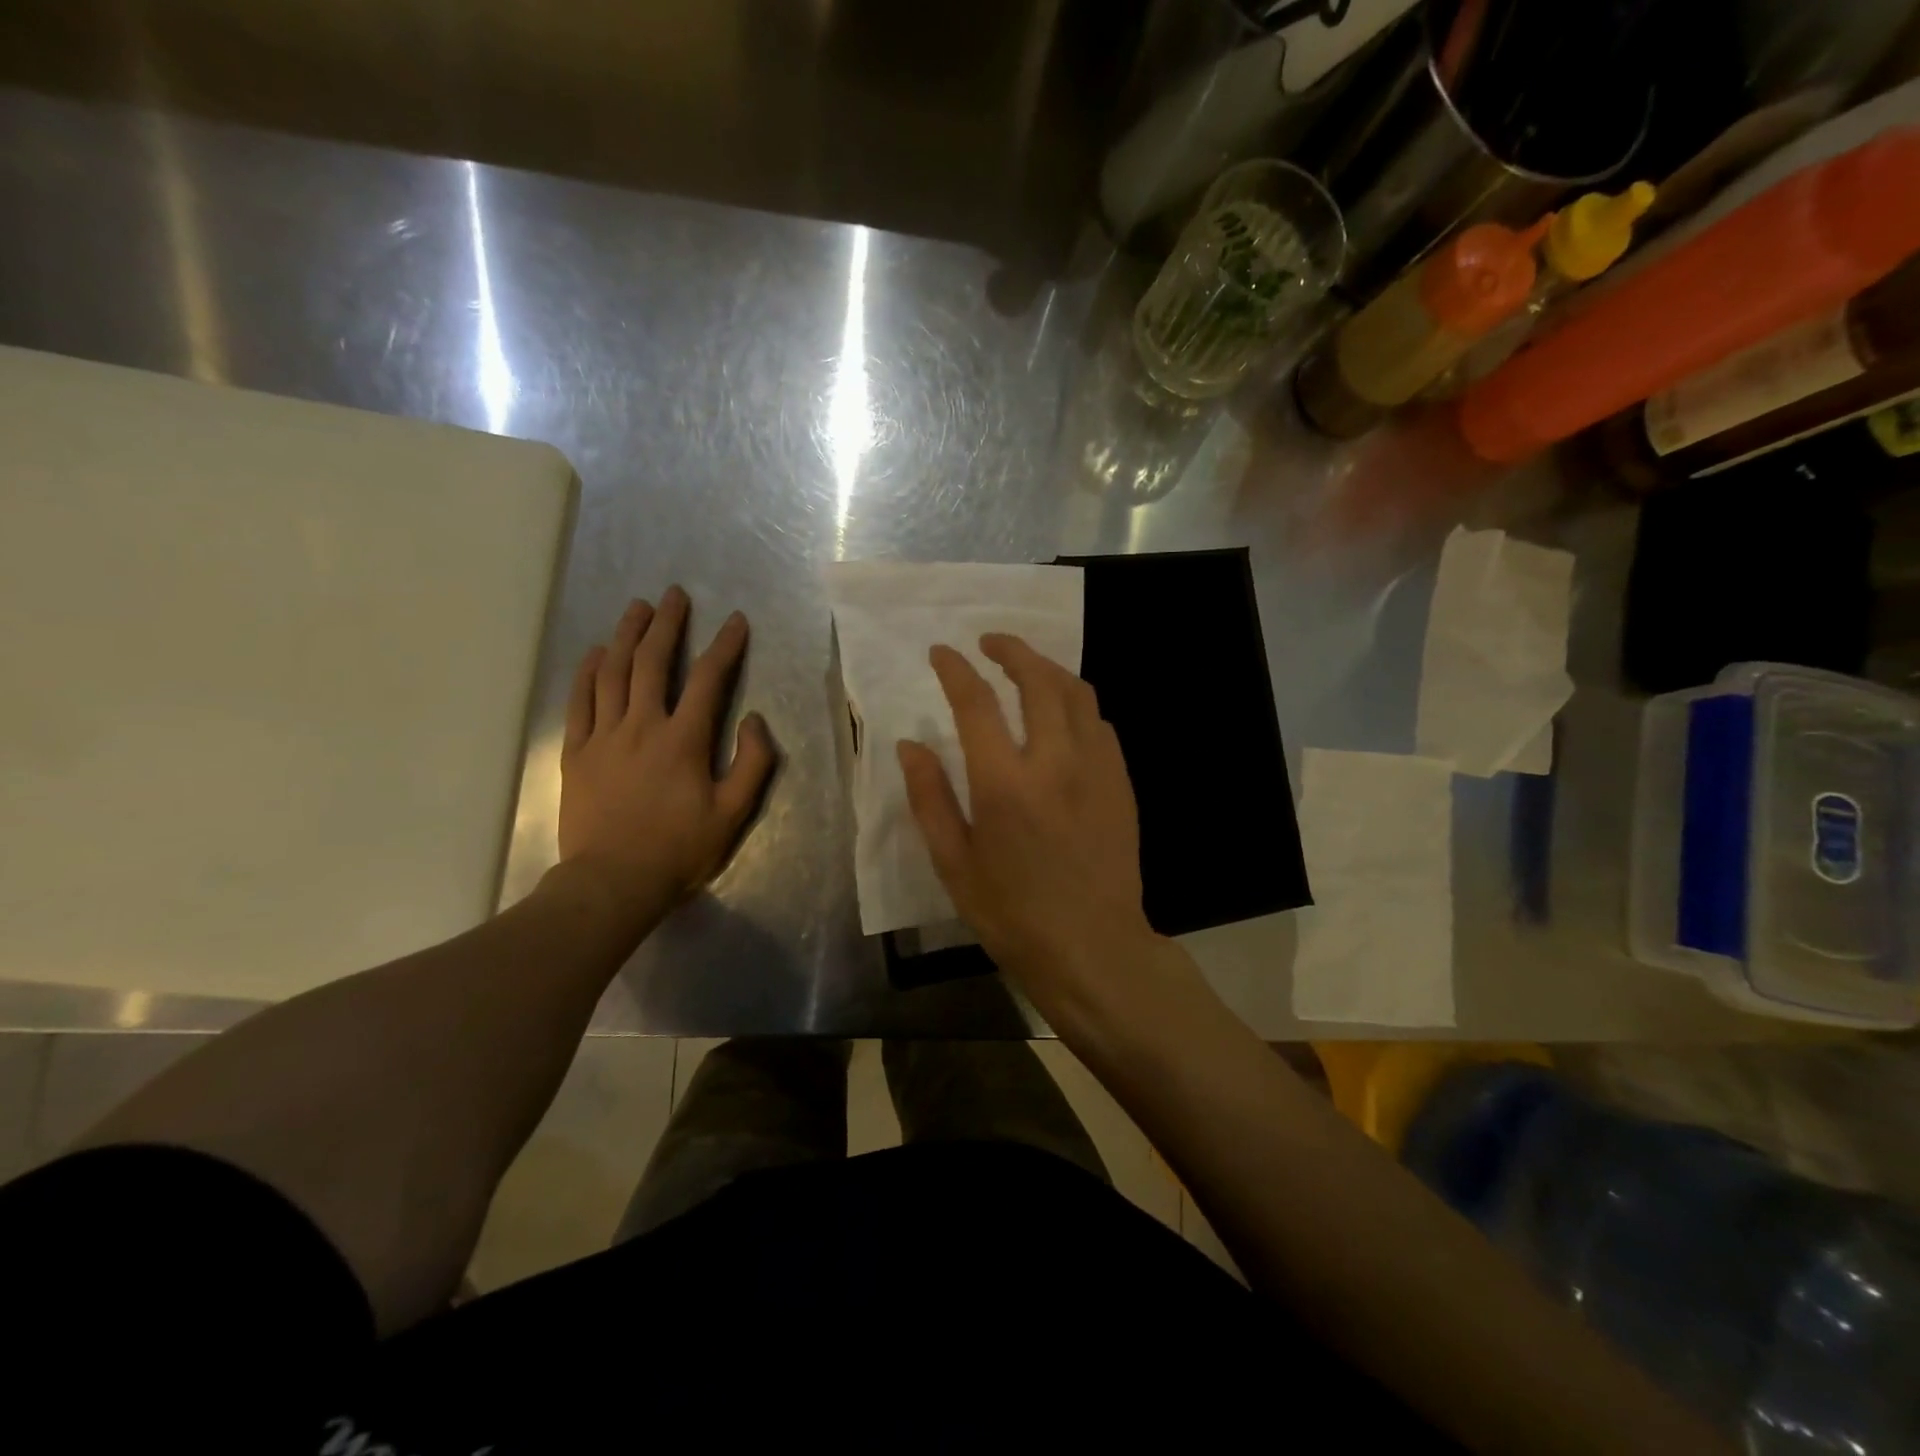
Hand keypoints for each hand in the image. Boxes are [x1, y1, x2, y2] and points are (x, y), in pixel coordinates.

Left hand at [555, 587, 775, 934]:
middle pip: (653, 662)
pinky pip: (580, 701)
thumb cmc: (679, 849)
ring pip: (614, 673)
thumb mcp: (733, 813)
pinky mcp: (577, 752)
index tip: (735, 620)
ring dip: (627, 636)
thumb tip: (753, 720)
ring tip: (637, 608)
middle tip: (674, 595)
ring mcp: (604, 736)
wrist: (613, 881)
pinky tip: (596, 652)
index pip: (709, 680)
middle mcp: (642, 726)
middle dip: (667, 624)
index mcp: (684, 740)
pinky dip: (588, 672)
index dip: (725, 646)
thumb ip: (752, 763)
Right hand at [897, 634, 1161, 1004]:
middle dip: (1011, 649)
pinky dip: (1077, 705)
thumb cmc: (1012, 915)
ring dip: (1048, 669)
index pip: (976, 703)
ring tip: (1026, 668)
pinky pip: (1100, 724)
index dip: (955, 669)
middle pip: (1037, 680)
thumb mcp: (954, 863)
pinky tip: (1063, 716)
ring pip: (1077, 693)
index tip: (942, 652)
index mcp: (1004, 784)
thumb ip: (929, 798)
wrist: (1093, 948)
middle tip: (990, 643)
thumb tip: (910, 745)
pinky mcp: (1121, 783)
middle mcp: (1055, 763)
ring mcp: (1097, 769)